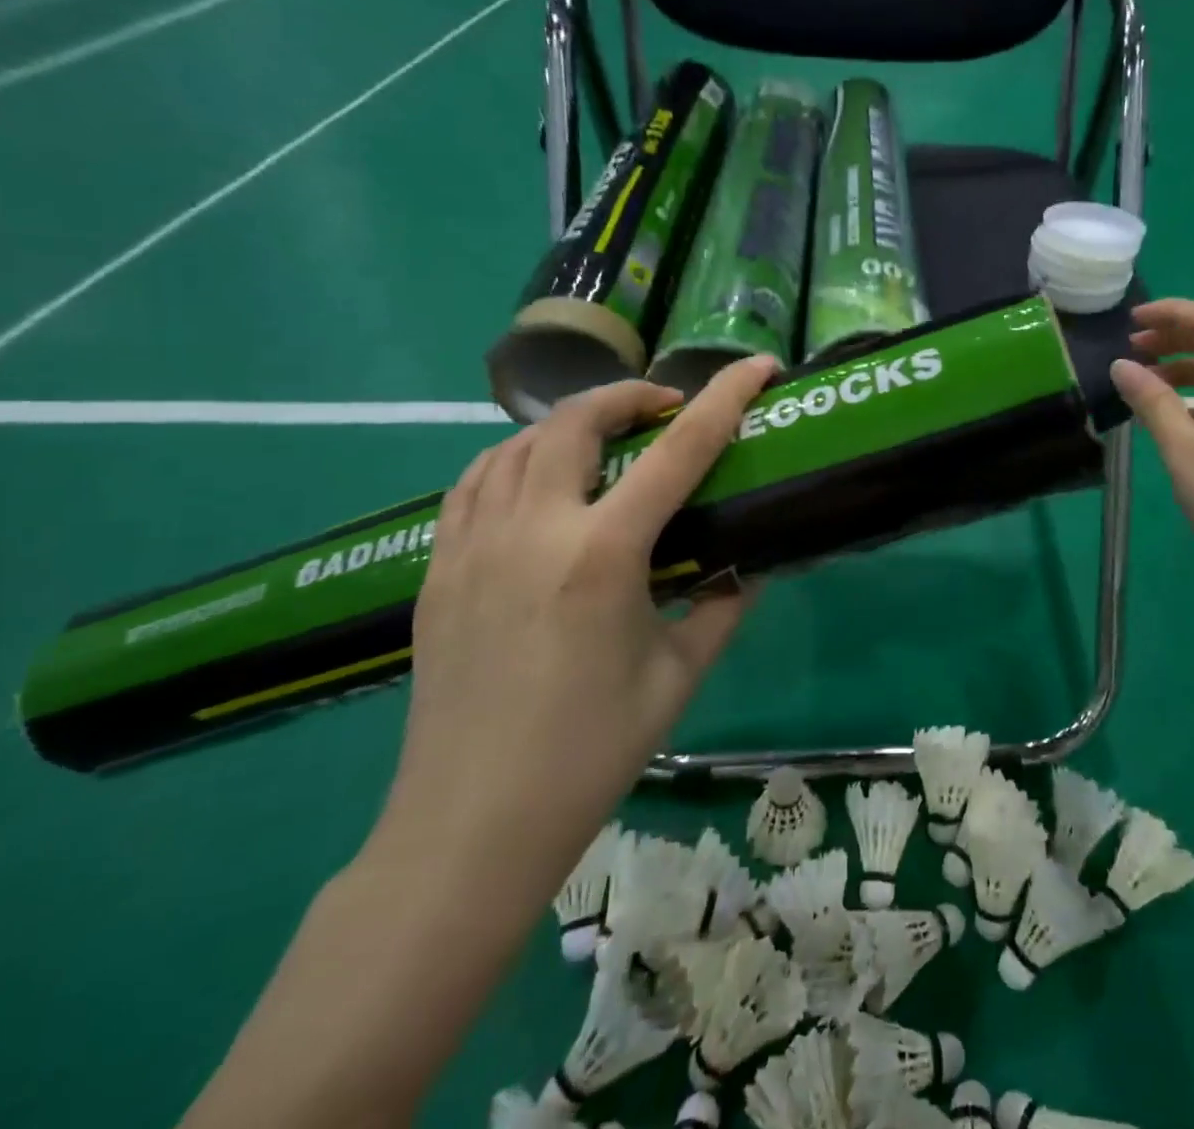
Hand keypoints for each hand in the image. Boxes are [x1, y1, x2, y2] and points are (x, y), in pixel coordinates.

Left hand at [375, 356, 778, 874]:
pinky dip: (512, 460)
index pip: (678, 452)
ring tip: (605, 442)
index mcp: (602, 556)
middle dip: (628, 397)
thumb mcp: (679, 675)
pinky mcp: (436, 570)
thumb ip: (722, 607)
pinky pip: (473, 484)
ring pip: (514, 444)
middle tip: (665, 411)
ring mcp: (472, 547)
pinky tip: (536, 482)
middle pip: (575, 422)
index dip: (724, 399)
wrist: (470, 826)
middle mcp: (533, 531)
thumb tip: (748, 565)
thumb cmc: (590, 752)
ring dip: (569, 425)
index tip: (757, 366)